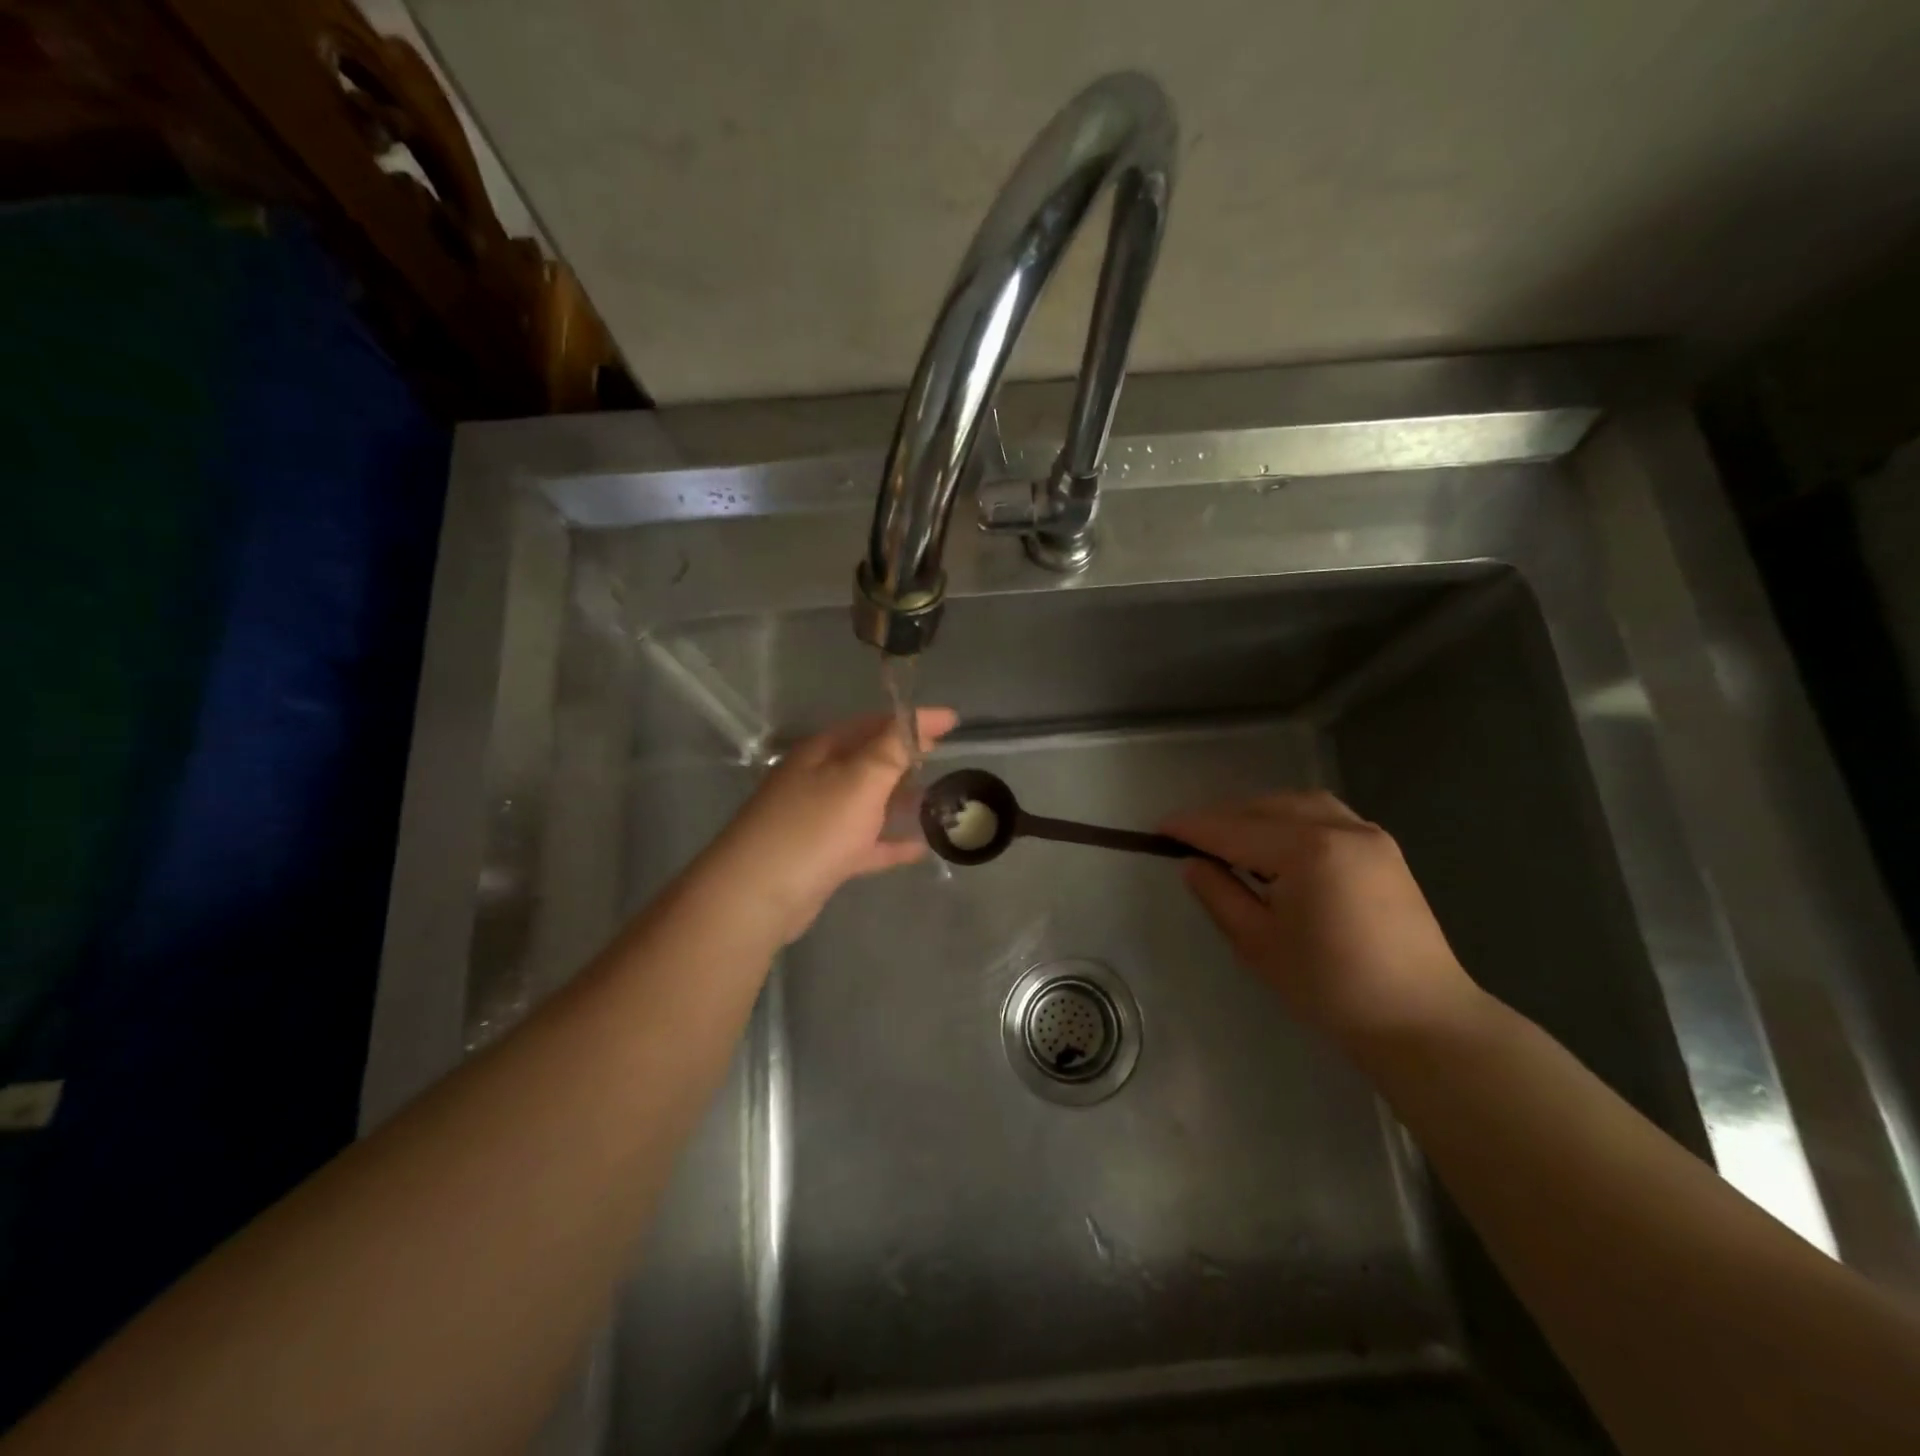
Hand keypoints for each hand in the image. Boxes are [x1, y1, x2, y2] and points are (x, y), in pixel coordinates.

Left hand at [704, 709, 957, 943]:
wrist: (758, 896)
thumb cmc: (813, 828)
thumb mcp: (859, 780)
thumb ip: (891, 749)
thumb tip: (917, 719)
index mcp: (823, 752)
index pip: (874, 724)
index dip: (912, 720)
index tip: (952, 721)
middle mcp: (818, 779)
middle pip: (870, 760)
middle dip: (907, 759)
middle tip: (945, 760)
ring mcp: (818, 819)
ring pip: (868, 802)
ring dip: (902, 801)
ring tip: (941, 802)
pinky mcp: (822, 857)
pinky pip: (865, 842)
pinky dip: (891, 841)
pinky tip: (921, 847)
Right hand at [1162, 791, 1483, 1045]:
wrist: (1420, 1019)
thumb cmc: (1330, 987)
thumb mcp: (1257, 943)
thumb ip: (1219, 894)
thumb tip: (1193, 863)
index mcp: (1307, 850)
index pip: (1233, 829)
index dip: (1192, 828)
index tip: (1158, 830)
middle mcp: (1340, 828)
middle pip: (1264, 808)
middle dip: (1223, 819)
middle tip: (1190, 841)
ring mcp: (1368, 834)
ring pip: (1296, 804)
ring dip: (1257, 814)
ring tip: (1232, 841)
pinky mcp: (1383, 849)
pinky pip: (1325, 816)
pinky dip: (1291, 820)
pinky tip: (1279, 847)